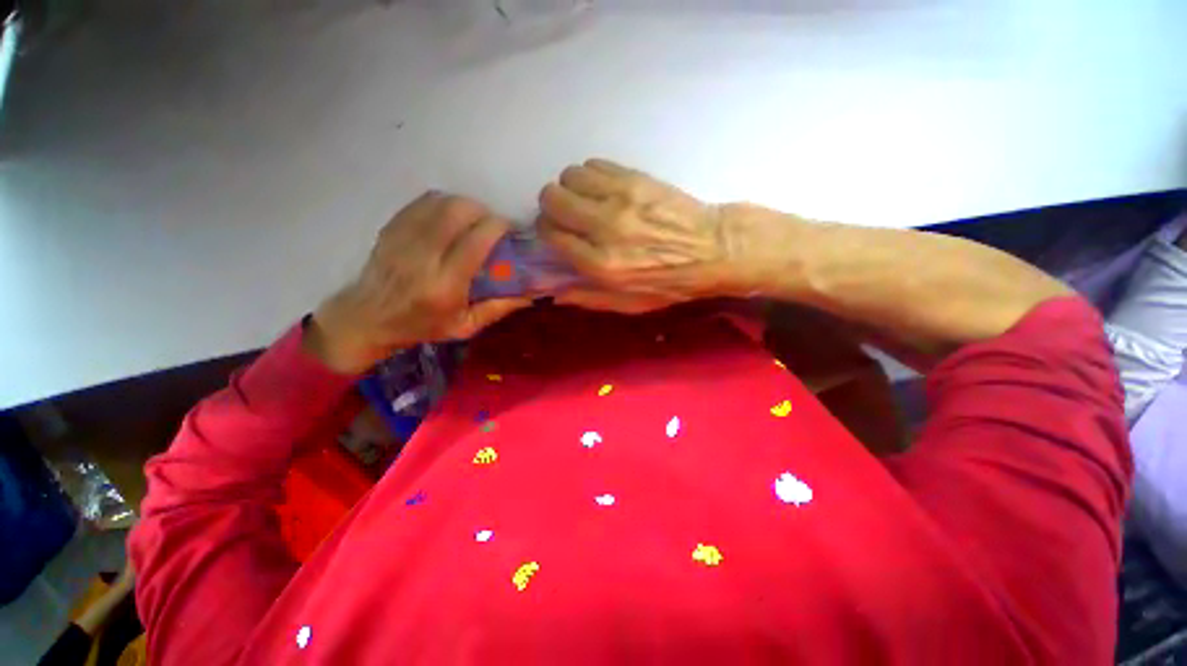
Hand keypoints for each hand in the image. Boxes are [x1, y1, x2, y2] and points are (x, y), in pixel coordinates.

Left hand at [306, 193, 530, 373]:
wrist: (367, 320)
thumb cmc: (422, 327)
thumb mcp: (466, 327)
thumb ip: (499, 308)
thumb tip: (531, 295)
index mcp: (446, 285)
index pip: (477, 240)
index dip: (498, 226)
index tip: (509, 230)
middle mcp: (423, 257)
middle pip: (457, 212)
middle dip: (483, 210)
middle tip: (491, 224)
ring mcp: (403, 239)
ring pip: (440, 202)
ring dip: (464, 205)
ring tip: (473, 220)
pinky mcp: (391, 229)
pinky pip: (422, 202)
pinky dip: (443, 203)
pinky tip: (451, 216)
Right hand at [537, 159, 736, 312]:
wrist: (715, 249)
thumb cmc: (671, 282)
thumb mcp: (629, 304)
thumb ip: (587, 298)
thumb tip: (551, 291)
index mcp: (601, 265)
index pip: (550, 234)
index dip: (548, 232)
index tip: (557, 234)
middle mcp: (605, 228)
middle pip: (552, 199)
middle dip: (553, 207)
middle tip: (568, 216)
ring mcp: (620, 197)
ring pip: (569, 177)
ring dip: (572, 189)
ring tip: (587, 202)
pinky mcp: (635, 177)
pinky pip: (594, 165)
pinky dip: (592, 177)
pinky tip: (605, 191)